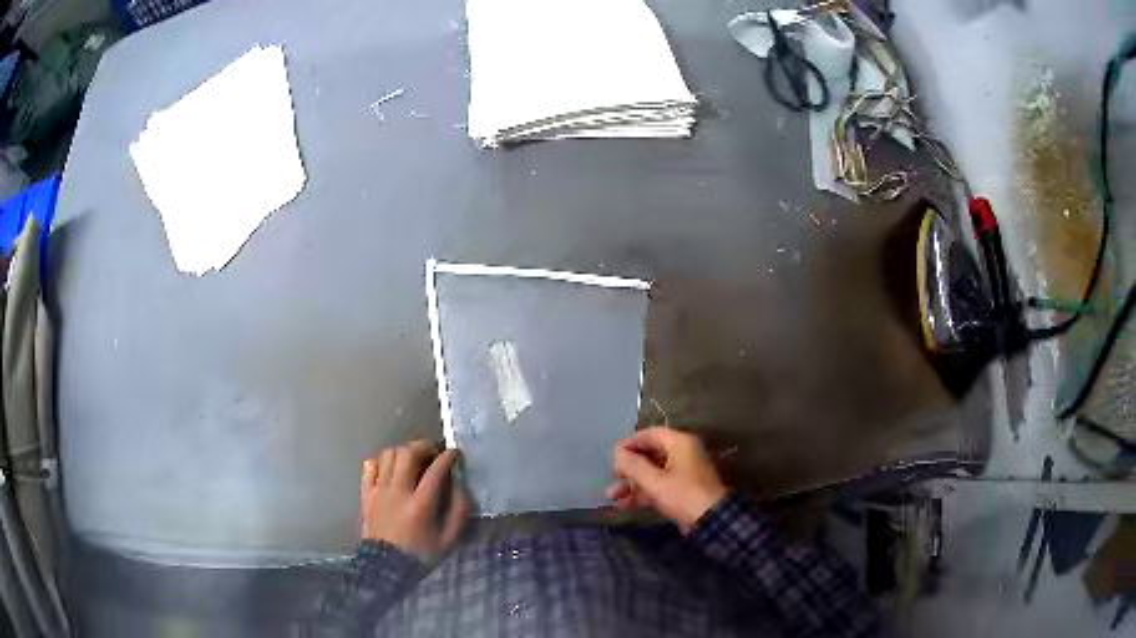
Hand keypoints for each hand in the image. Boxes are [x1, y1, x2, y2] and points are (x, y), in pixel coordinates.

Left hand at [360, 440, 470, 562]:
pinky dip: (382, 461)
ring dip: (403, 452)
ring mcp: (379, 491)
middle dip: (424, 447)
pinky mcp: (366, 494)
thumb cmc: (421, 554)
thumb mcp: (449, 540)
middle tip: (434, 453)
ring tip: (413, 460)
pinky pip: (370, 465)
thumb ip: (459, 511)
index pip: (435, 471)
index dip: (448, 457)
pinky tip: (391, 470)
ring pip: (388, 455)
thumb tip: (460, 486)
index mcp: (420, 505)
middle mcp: (397, 492)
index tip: (455, 454)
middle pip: (408, 454)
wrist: (386, 567)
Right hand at [607, 426, 727, 533]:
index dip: (630, 443)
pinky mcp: (682, 490)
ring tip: (611, 495)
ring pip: (652, 473)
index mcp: (680, 443)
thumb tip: (617, 452)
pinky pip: (659, 486)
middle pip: (650, 454)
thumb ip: (633, 465)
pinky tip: (623, 504)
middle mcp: (682, 454)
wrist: (710, 520)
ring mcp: (683, 473)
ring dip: (632, 483)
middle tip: (612, 476)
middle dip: (629, 467)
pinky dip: (642, 493)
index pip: (650, 434)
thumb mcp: (654, 480)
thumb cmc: (682, 494)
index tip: (613, 456)